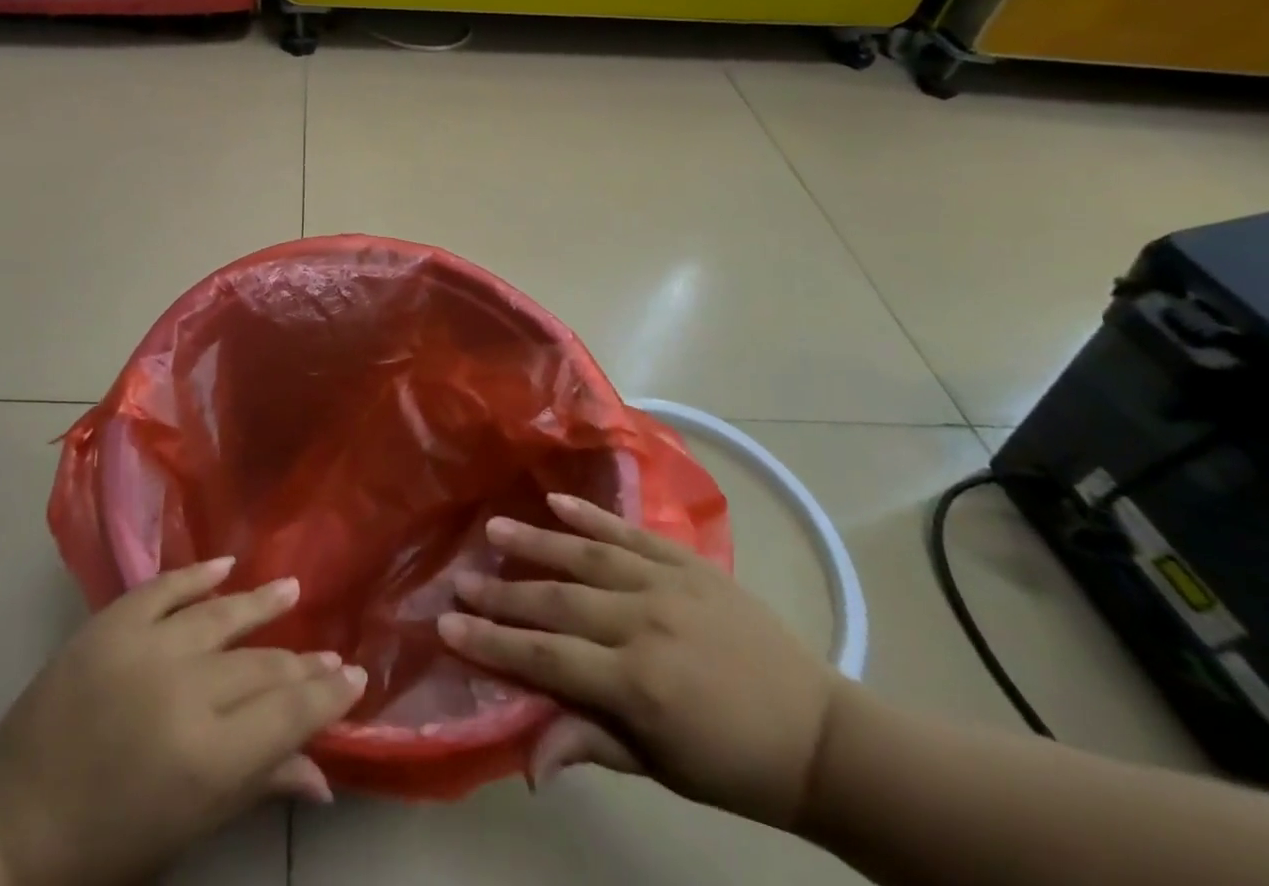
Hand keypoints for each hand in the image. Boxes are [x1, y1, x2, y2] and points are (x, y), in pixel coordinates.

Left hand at [0, 558, 366, 885]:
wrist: (6, 827)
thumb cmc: (103, 847)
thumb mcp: (186, 829)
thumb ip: (256, 787)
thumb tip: (323, 776)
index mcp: (207, 757)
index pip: (289, 713)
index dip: (327, 696)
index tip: (354, 678)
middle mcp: (186, 690)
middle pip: (262, 666)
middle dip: (302, 663)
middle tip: (330, 654)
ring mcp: (146, 647)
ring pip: (222, 615)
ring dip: (261, 603)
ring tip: (292, 589)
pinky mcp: (111, 623)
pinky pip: (166, 587)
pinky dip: (196, 573)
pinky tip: (225, 564)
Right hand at [438, 492, 844, 830]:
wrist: (820, 733)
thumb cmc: (732, 764)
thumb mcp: (660, 768)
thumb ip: (589, 741)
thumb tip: (525, 756)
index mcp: (639, 685)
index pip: (547, 657)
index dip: (494, 643)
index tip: (447, 625)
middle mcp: (646, 623)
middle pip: (559, 603)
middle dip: (503, 592)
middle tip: (459, 578)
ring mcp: (668, 584)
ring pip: (587, 556)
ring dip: (536, 541)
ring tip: (494, 528)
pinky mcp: (689, 563)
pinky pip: (631, 532)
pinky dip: (592, 514)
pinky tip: (557, 501)